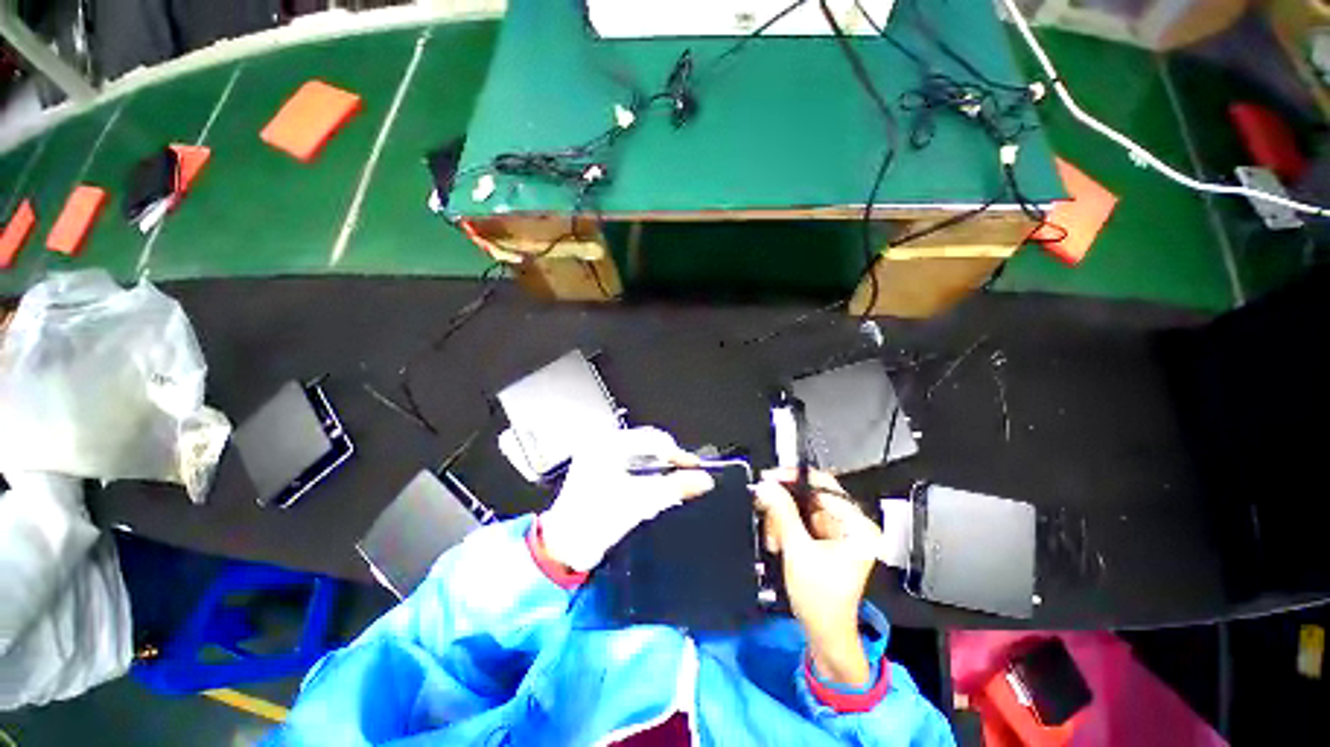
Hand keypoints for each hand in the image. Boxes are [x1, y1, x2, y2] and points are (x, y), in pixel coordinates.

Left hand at [539, 427, 714, 572]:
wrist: (565, 548)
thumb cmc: (595, 521)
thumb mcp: (640, 502)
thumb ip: (675, 487)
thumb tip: (703, 480)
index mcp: (609, 445)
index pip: (653, 440)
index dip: (678, 454)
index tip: (695, 468)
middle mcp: (603, 445)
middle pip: (648, 446)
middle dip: (669, 462)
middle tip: (686, 477)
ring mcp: (601, 459)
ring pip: (642, 457)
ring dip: (660, 471)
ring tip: (673, 485)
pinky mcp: (601, 473)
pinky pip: (632, 467)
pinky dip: (647, 477)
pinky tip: (654, 490)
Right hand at [754, 469, 881, 686]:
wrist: (824, 635)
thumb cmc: (820, 599)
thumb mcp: (798, 551)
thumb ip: (782, 513)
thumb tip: (766, 484)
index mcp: (856, 525)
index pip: (824, 485)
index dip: (794, 478)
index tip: (770, 478)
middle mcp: (850, 523)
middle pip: (810, 495)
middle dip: (785, 505)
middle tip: (766, 512)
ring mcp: (838, 531)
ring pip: (801, 507)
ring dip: (782, 518)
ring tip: (774, 539)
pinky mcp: (825, 538)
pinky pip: (800, 519)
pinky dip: (786, 526)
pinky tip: (778, 540)